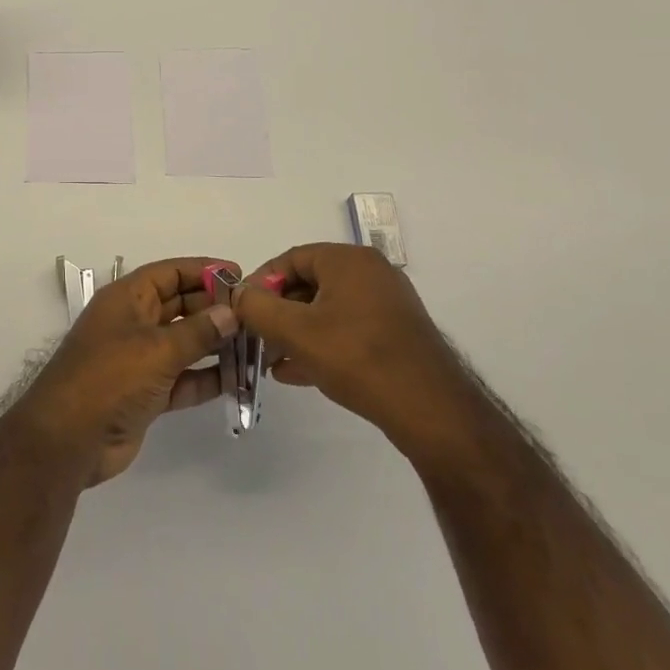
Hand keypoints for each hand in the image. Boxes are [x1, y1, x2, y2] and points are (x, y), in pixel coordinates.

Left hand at [18, 257, 236, 484]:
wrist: (69, 440)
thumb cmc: (109, 378)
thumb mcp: (156, 349)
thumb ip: (198, 332)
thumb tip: (231, 313)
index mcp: (126, 299)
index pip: (170, 273)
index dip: (203, 271)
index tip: (240, 275)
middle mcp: (133, 323)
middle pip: (179, 305)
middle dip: (214, 308)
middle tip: (256, 315)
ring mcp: (138, 359)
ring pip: (184, 343)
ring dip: (215, 344)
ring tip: (255, 344)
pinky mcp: (146, 393)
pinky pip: (182, 378)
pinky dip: (206, 377)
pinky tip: (237, 378)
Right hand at [236, 244, 486, 476]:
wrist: (432, 411)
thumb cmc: (358, 358)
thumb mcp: (296, 332)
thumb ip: (257, 308)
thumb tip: (237, 294)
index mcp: (349, 260)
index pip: (291, 258)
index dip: (261, 282)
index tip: (242, 310)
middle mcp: (370, 273)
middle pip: (309, 284)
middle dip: (277, 312)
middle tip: (255, 338)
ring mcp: (386, 305)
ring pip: (327, 311)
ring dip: (295, 333)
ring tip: (271, 360)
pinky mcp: (396, 335)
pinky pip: (347, 330)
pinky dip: (320, 345)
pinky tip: (297, 373)